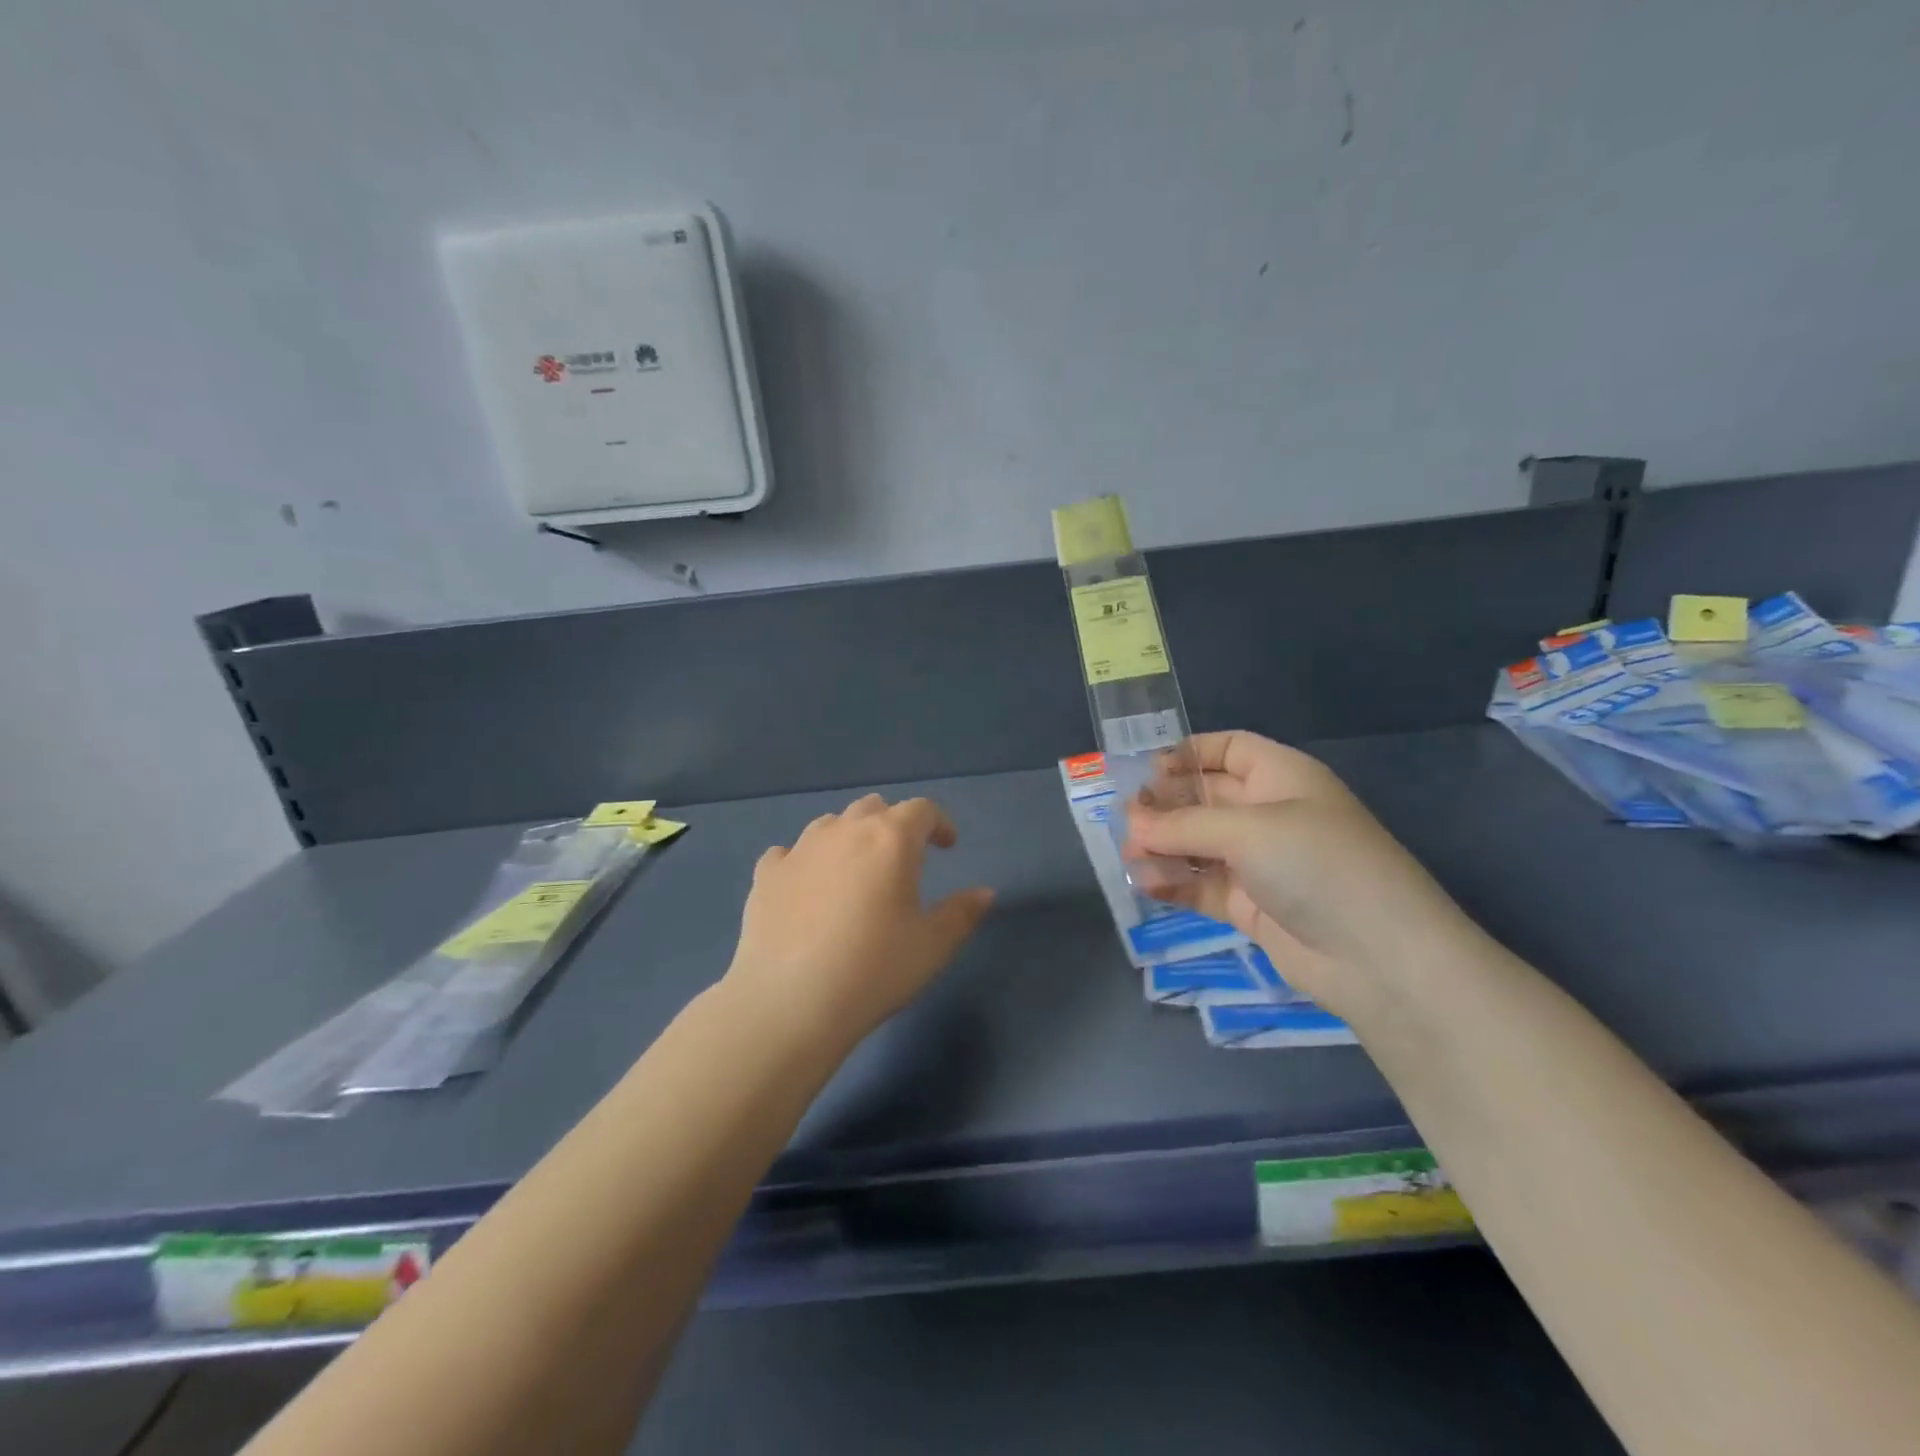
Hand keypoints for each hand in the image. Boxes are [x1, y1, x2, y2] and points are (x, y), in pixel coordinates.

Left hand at [725, 794, 994, 1051]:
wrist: (789, 1002)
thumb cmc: (874, 970)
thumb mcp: (932, 946)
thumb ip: (962, 913)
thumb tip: (984, 893)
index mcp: (891, 839)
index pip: (921, 810)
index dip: (939, 823)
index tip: (947, 846)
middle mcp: (844, 831)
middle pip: (873, 808)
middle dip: (893, 825)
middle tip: (903, 858)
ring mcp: (799, 850)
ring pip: (830, 825)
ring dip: (849, 838)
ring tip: (855, 872)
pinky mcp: (766, 875)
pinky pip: (789, 854)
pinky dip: (804, 863)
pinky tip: (806, 889)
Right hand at [1125, 731, 1481, 1022]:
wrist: (1378, 956)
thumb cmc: (1316, 864)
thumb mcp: (1247, 830)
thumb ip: (1183, 825)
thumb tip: (1131, 824)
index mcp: (1282, 777)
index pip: (1230, 749)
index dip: (1189, 753)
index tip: (1146, 771)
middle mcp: (1270, 814)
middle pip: (1206, 797)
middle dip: (1165, 805)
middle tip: (1126, 819)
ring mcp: (1261, 863)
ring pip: (1200, 844)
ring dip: (1164, 847)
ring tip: (1130, 855)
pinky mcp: (1252, 906)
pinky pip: (1204, 885)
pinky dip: (1176, 882)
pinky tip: (1147, 884)